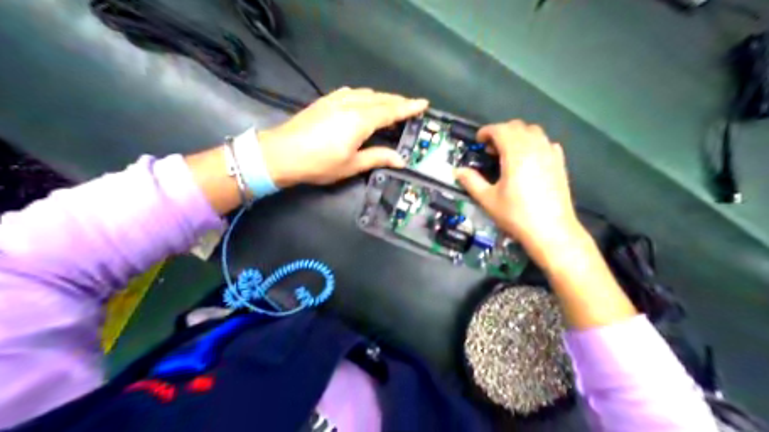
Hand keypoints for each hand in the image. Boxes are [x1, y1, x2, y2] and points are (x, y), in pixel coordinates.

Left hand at [256, 88, 426, 186]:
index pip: (391, 110)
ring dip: (382, 98)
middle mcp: (351, 104)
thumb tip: (401, 159)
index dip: (409, 107)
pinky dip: (365, 95)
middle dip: (398, 101)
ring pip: (367, 93)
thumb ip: (378, 157)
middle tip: (412, 106)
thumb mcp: (351, 165)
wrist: (281, 153)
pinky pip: (352, 92)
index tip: (424, 103)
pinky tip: (364, 101)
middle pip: (381, 99)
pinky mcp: (325, 100)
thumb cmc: (319, 163)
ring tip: (392, 105)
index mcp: (361, 120)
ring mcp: (337, 99)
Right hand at [456, 121, 582, 263]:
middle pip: (517, 126)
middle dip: (501, 132)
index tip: (478, 141)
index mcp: (515, 153)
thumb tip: (458, 171)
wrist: (551, 231)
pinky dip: (534, 144)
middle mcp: (534, 147)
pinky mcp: (560, 163)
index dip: (486, 131)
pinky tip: (529, 160)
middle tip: (491, 149)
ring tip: (508, 153)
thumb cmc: (516, 215)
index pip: (500, 129)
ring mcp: (550, 154)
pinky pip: (546, 143)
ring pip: (534, 131)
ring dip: (518, 136)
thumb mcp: (488, 200)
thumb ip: (471, 182)